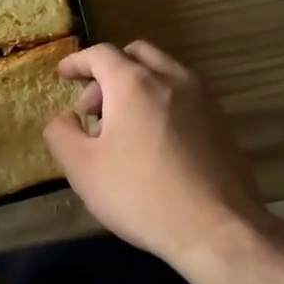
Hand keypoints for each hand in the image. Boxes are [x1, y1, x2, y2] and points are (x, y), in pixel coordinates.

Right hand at [44, 41, 273, 270]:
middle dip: (108, 72)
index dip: (76, 62)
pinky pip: (184, 98)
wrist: (216, 229)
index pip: (100, 54)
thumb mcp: (82, 167)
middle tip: (93, 108)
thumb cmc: (139, 194)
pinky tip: (153, 144)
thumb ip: (62, 133)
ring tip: (122, 129)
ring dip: (136, 87)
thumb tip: (66, 118)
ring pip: (164, 74)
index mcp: (133, 84)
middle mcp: (172, 79)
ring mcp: (203, 100)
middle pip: (136, 54)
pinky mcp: (222, 124)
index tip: (62, 76)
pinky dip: (161, 104)